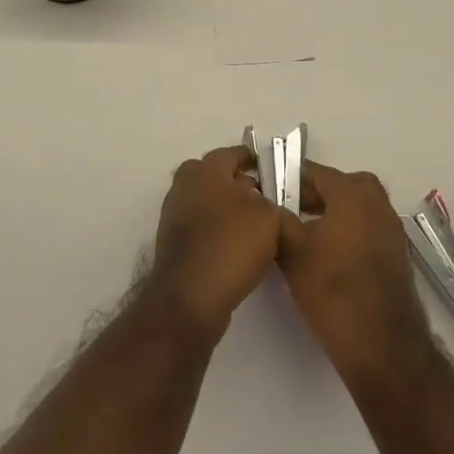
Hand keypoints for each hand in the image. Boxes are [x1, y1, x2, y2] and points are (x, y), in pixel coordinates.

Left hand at [146, 146, 285, 342]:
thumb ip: (276, 205)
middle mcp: (185, 185)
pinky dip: (222, 235)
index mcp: (204, 169)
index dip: (258, 162)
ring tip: (262, 232)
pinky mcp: (175, 246)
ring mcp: (176, 217)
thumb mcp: (270, 218)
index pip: (235, 154)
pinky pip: (205, 231)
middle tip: (272, 203)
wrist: (189, 298)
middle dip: (246, 188)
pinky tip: (242, 253)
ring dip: (234, 214)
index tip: (278, 173)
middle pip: (221, 180)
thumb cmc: (230, 244)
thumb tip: (269, 209)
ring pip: (213, 206)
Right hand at [277, 160, 434, 393]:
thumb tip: (267, 204)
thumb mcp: (293, 252)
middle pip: (335, 187)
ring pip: (351, 209)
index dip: (286, 179)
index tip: (265, 190)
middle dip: (308, 196)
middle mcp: (377, 201)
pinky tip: (324, 256)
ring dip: (327, 215)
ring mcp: (391, 228)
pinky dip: (345, 233)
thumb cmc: (334, 291)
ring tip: (299, 235)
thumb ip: (277, 219)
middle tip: (281, 212)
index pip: (313, 172)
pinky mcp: (396, 253)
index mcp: (353, 192)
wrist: (383, 347)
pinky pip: (364, 228)